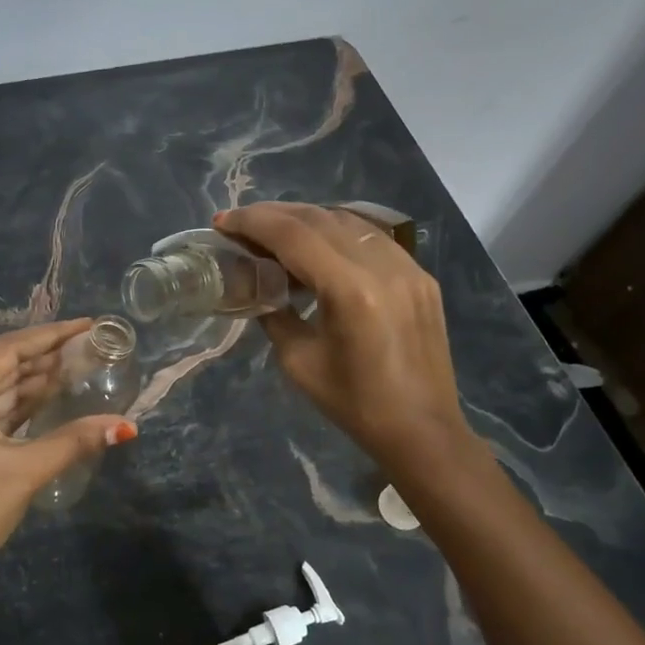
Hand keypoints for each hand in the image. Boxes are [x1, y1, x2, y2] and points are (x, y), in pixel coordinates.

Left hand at [0, 319, 136, 599]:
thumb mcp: (23, 472)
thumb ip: (74, 441)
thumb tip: (127, 426)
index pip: (7, 349)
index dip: (51, 335)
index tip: (88, 325)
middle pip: (3, 366)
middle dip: (47, 356)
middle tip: (93, 346)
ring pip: (0, 391)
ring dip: (37, 381)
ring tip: (82, 366)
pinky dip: (23, 407)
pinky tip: (54, 399)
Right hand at [216, 203, 475, 472]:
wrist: (422, 429)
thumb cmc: (355, 404)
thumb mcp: (298, 361)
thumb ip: (275, 314)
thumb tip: (258, 287)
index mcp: (350, 291)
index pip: (293, 235)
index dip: (253, 222)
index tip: (222, 222)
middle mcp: (383, 267)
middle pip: (319, 218)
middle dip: (274, 214)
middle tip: (241, 223)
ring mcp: (408, 267)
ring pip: (348, 220)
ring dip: (306, 219)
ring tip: (275, 230)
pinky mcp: (420, 276)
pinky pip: (372, 238)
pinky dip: (338, 232)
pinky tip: (319, 246)